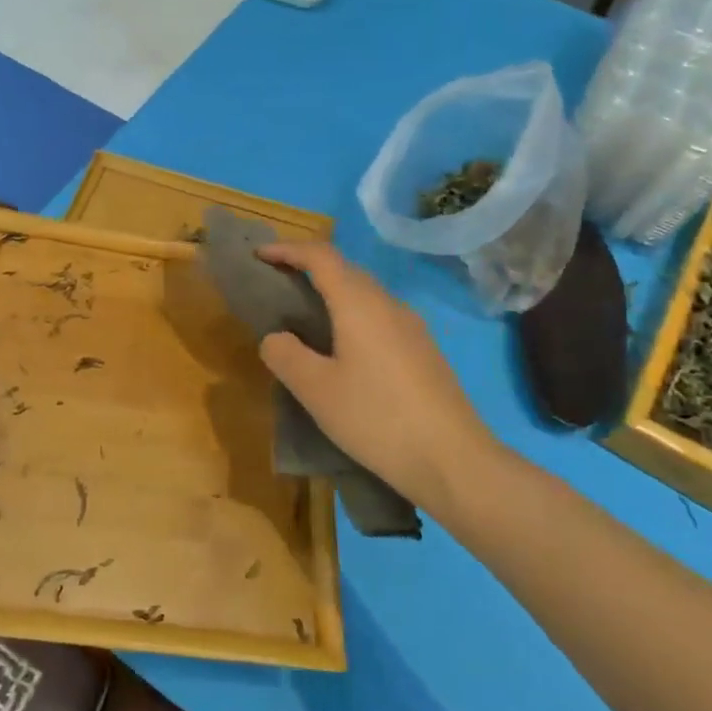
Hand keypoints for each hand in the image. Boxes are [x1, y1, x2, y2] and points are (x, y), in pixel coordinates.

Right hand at [257, 243, 498, 511]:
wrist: (453, 460)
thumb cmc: (376, 418)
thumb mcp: (316, 390)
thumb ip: (285, 355)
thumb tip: (276, 337)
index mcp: (359, 304)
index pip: (320, 256)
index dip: (287, 249)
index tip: (259, 255)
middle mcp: (388, 304)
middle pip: (345, 270)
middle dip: (308, 268)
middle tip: (277, 283)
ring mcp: (412, 327)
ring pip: (365, 294)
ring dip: (332, 293)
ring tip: (305, 317)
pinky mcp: (424, 351)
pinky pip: (380, 317)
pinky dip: (352, 316)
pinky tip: (343, 349)